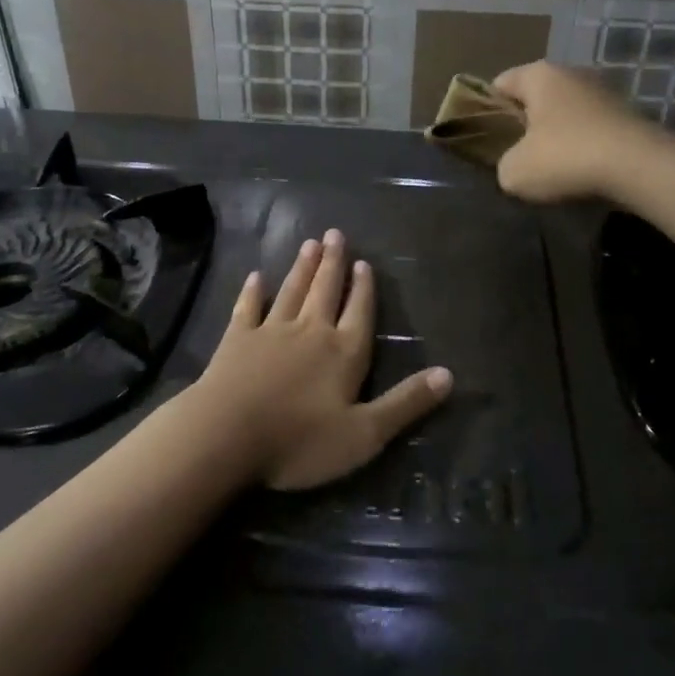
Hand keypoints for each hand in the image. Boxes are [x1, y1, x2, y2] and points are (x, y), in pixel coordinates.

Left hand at [194, 230, 451, 490]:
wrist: (226, 436)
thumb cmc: (299, 441)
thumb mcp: (364, 434)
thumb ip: (405, 404)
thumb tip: (449, 375)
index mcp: (343, 353)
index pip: (359, 312)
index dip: (363, 289)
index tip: (363, 263)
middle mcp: (310, 332)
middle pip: (325, 291)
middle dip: (332, 263)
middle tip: (335, 234)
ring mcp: (270, 332)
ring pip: (292, 292)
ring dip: (302, 268)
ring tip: (309, 244)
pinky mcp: (236, 340)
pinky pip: (248, 308)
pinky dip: (253, 292)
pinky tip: (256, 277)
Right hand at [492, 61, 659, 203]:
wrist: (639, 167)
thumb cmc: (566, 158)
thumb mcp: (514, 172)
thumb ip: (504, 164)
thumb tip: (515, 165)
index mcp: (539, 75)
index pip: (500, 83)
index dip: (487, 109)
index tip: (486, 138)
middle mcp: (572, 73)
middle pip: (535, 97)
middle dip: (524, 123)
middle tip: (515, 155)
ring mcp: (604, 92)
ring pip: (566, 113)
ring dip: (556, 136)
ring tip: (550, 168)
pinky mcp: (627, 114)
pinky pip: (591, 128)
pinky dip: (583, 146)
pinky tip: (581, 171)